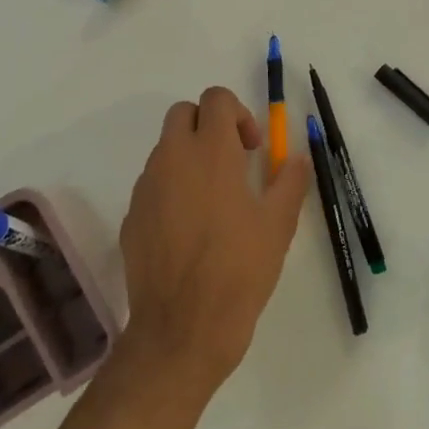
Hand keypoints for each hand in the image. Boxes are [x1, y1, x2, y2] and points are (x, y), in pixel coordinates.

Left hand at [118, 87, 310, 396]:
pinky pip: (153, 184)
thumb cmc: (238, 271)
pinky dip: (172, 188)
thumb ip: (290, 181)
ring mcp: (146, 186)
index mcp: (210, 151)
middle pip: (184, 112)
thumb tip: (296, 157)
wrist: (181, 330)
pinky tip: (190, 230)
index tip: (252, 149)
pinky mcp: (132, 215)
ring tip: (214, 201)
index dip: (238, 113)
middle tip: (233, 163)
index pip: (216, 98)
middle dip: (209, 125)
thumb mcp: (278, 225)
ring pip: (166, 148)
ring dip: (190, 157)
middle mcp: (172, 158)